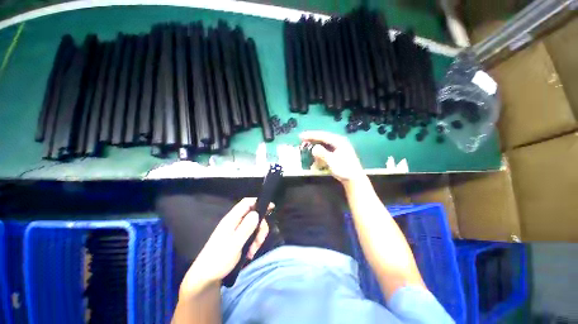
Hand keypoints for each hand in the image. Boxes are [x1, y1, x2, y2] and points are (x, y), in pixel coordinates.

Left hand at [180, 198, 272, 294]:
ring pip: (254, 226)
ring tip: (253, 251)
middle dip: (260, 227)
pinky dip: (254, 242)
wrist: (206, 278)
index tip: (271, 207)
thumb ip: (246, 228)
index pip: (246, 203)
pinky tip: (250, 253)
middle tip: (260, 241)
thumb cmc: (218, 260)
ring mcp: (236, 230)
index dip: (259, 202)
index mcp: (231, 219)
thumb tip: (256, 213)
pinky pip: (251, 235)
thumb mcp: (234, 245)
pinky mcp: (238, 238)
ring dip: (257, 237)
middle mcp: (235, 222)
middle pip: (254, 215)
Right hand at [300, 131, 364, 183]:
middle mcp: (339, 142)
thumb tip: (313, 148)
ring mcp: (339, 147)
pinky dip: (320, 151)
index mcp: (338, 141)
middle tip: (302, 139)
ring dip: (315, 145)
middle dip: (312, 139)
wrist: (354, 179)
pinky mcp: (337, 153)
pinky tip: (315, 155)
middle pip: (323, 137)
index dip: (311, 135)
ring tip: (307, 146)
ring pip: (324, 143)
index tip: (301, 136)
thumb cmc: (344, 170)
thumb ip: (322, 154)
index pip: (322, 135)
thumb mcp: (332, 161)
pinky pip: (326, 149)